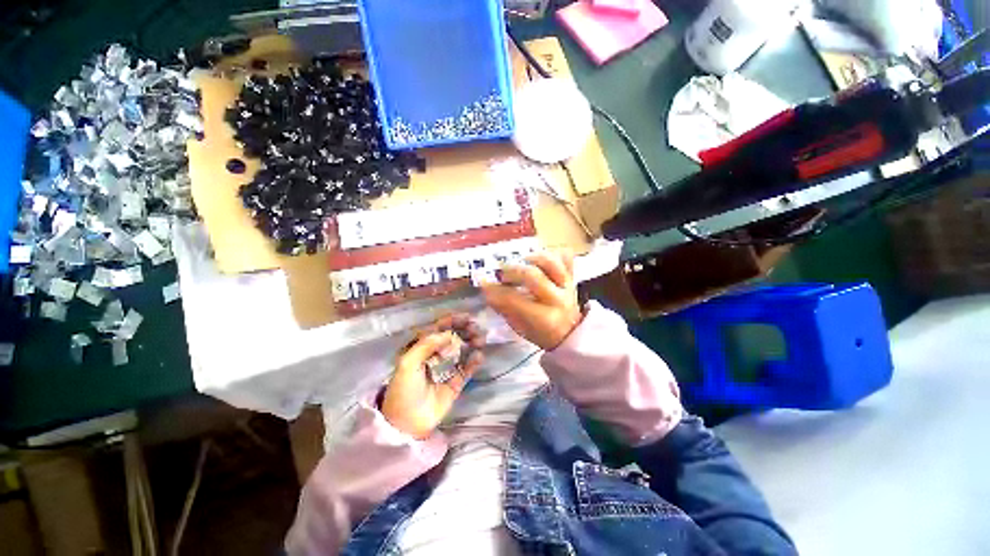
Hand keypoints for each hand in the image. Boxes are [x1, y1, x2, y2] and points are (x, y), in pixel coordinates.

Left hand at [381, 314, 484, 438]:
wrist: (406, 423)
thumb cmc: (403, 390)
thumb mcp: (408, 363)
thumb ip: (426, 345)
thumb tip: (447, 334)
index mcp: (420, 349)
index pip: (437, 329)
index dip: (451, 321)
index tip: (466, 317)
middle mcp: (434, 356)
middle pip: (452, 338)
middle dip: (464, 330)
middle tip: (476, 328)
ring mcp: (446, 369)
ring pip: (462, 351)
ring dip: (472, 343)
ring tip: (480, 340)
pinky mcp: (455, 383)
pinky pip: (466, 369)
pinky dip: (474, 362)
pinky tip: (479, 356)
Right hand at [481, 250, 582, 350]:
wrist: (571, 333)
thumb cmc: (542, 333)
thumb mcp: (520, 328)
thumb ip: (505, 309)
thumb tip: (487, 292)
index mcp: (544, 319)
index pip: (514, 299)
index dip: (495, 290)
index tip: (483, 283)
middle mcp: (557, 300)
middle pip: (533, 275)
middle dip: (511, 271)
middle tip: (501, 273)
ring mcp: (567, 286)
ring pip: (551, 262)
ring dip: (532, 258)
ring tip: (522, 262)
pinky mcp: (572, 277)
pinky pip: (567, 258)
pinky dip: (553, 254)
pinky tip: (541, 260)